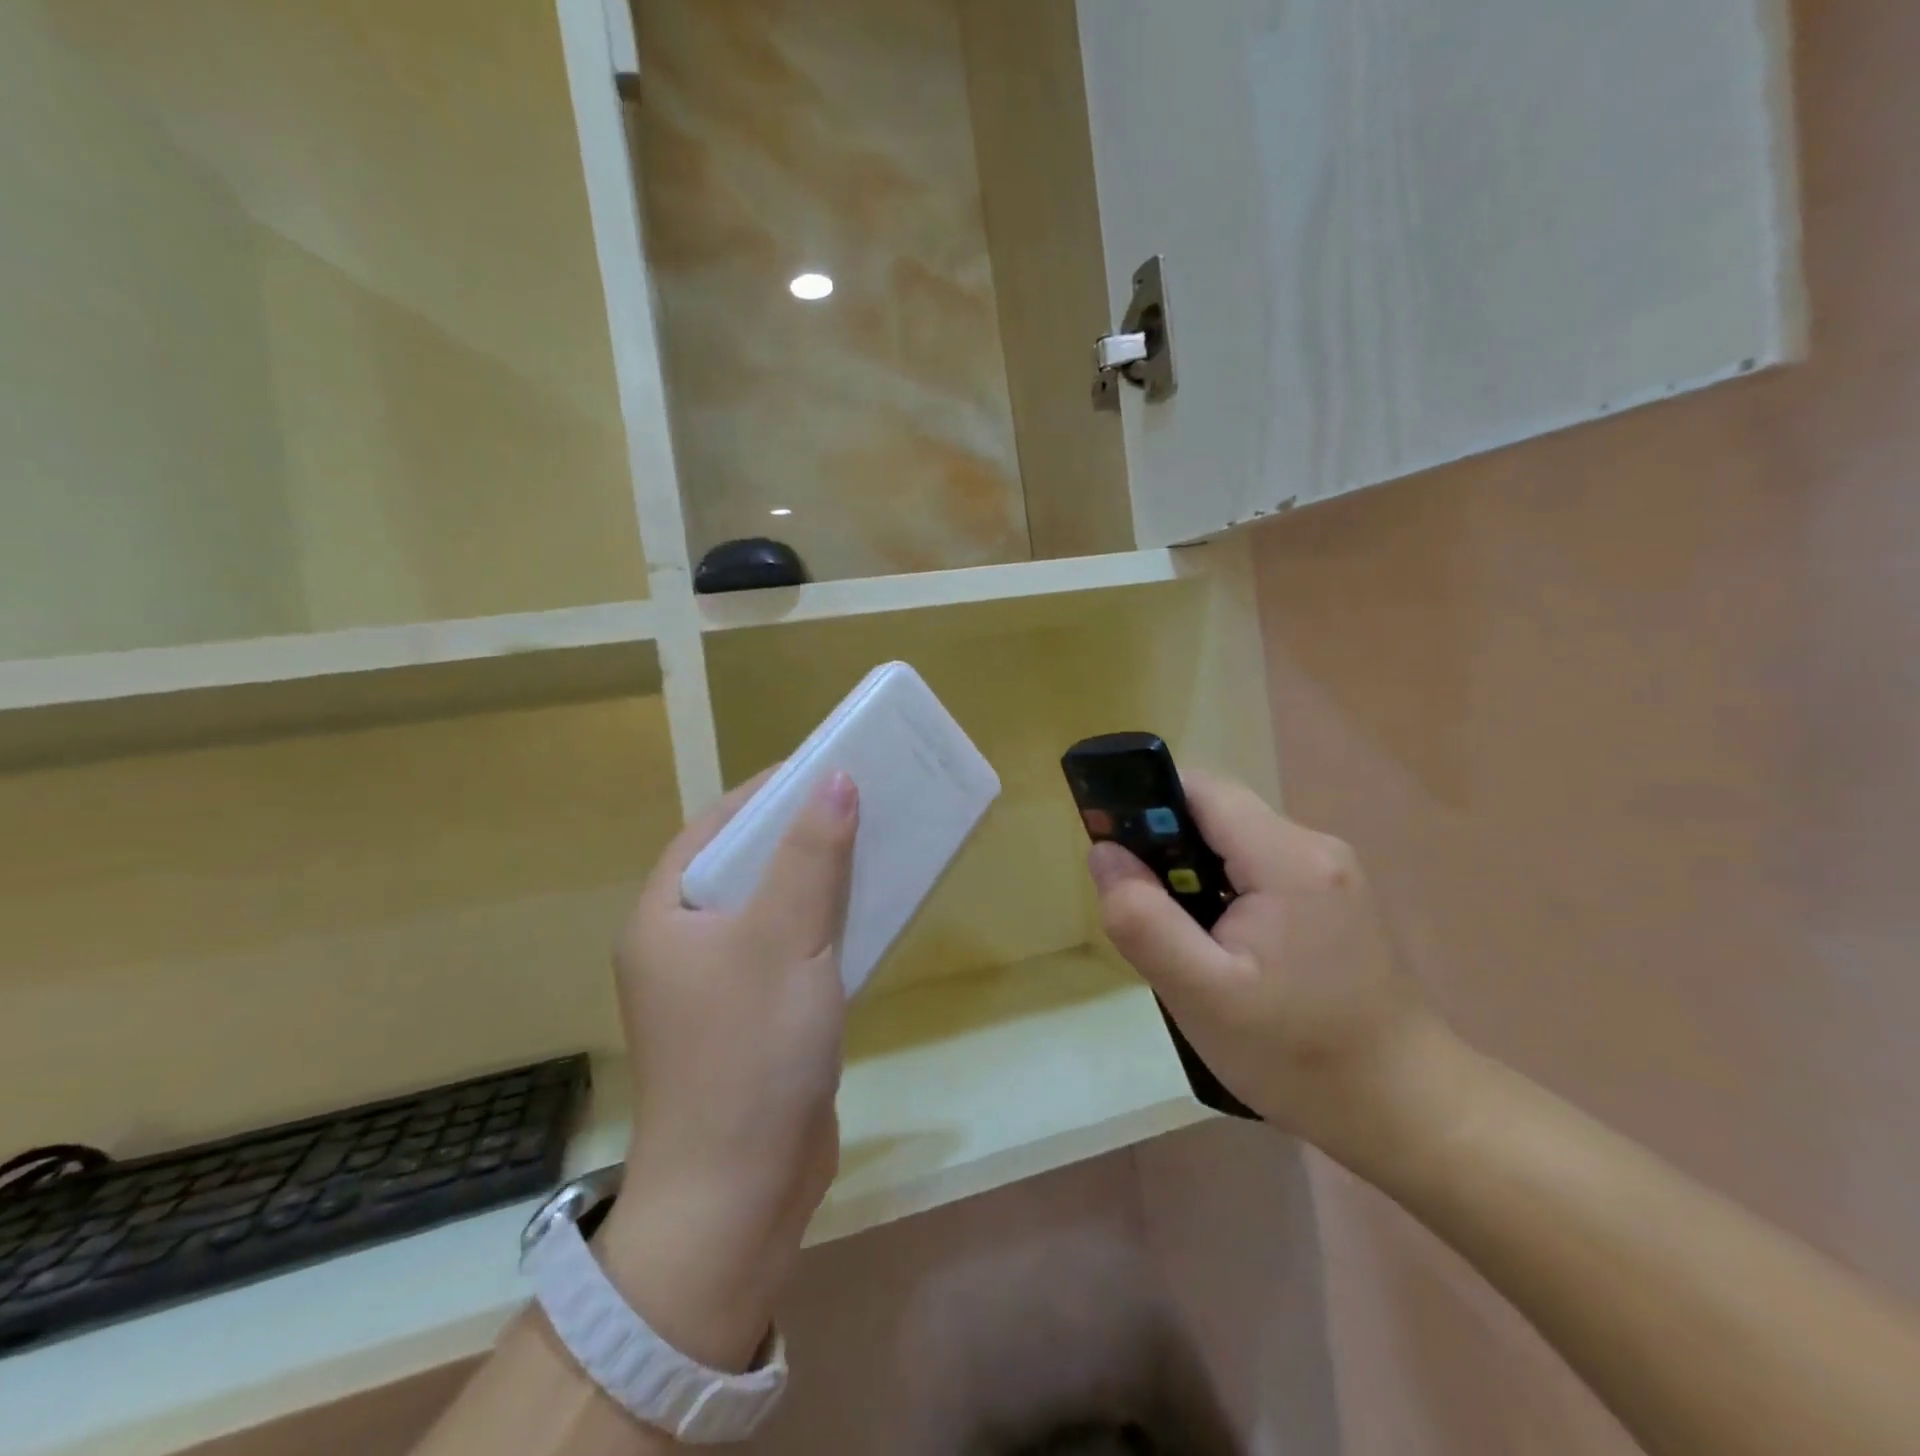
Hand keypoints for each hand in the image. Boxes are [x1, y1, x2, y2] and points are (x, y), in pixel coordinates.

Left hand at [594, 768, 858, 1371]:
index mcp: (665, 916)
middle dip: (801, 832)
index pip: (714, 828)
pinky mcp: (755, 1018)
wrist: (739, 1194)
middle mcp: (683, 945)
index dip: (767, 791)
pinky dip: (826, 925)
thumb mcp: (785, 938)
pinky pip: (792, 949)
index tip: (822, 766)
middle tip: (859, 802)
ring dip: (819, 878)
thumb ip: (812, 856)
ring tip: (873, 845)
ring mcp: (718, 986)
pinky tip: (868, 913)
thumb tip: (836, 779)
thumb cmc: (751, 1051)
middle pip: (746, 865)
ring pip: (773, 908)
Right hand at [1087, 772, 1449, 1160]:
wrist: (1406, 1113)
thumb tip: (1103, 852)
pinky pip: (1258, 870)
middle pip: (1216, 815)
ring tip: (1186, 944)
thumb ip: (1143, 919)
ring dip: (1195, 877)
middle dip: (1168, 852)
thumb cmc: (1299, 1057)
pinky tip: (1225, 951)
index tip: (1117, 853)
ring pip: (1234, 844)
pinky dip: (1225, 894)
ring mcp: (1331, 872)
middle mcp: (1315, 847)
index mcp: (1287, 858)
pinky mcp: (1334, 898)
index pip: (1201, 790)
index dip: (1147, 808)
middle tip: (1151, 918)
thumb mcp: (1202, 995)